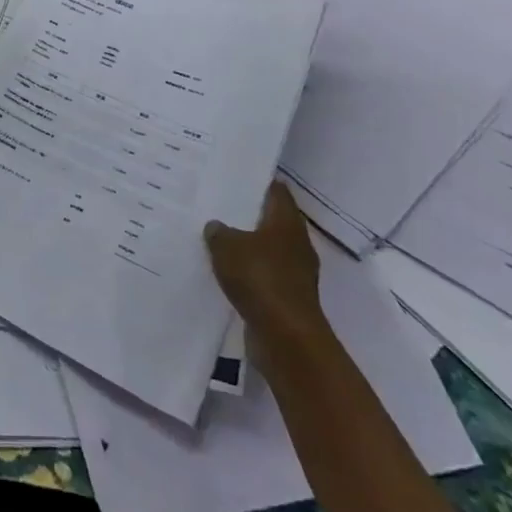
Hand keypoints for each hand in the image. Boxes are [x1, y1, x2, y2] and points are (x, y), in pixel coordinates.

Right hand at [204, 182, 324, 342]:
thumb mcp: (227, 246)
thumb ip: (218, 232)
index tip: (236, 175)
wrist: (285, 335)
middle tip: (218, 205)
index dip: (258, 182)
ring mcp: (295, 272)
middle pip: (272, 220)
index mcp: (287, 223)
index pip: (276, 191)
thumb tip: (216, 226)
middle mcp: (296, 243)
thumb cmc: (260, 278)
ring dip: (247, 245)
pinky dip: (248, 272)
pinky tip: (225, 271)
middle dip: (248, 214)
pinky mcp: (287, 296)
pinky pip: (263, 275)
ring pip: (267, 249)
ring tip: (216, 238)